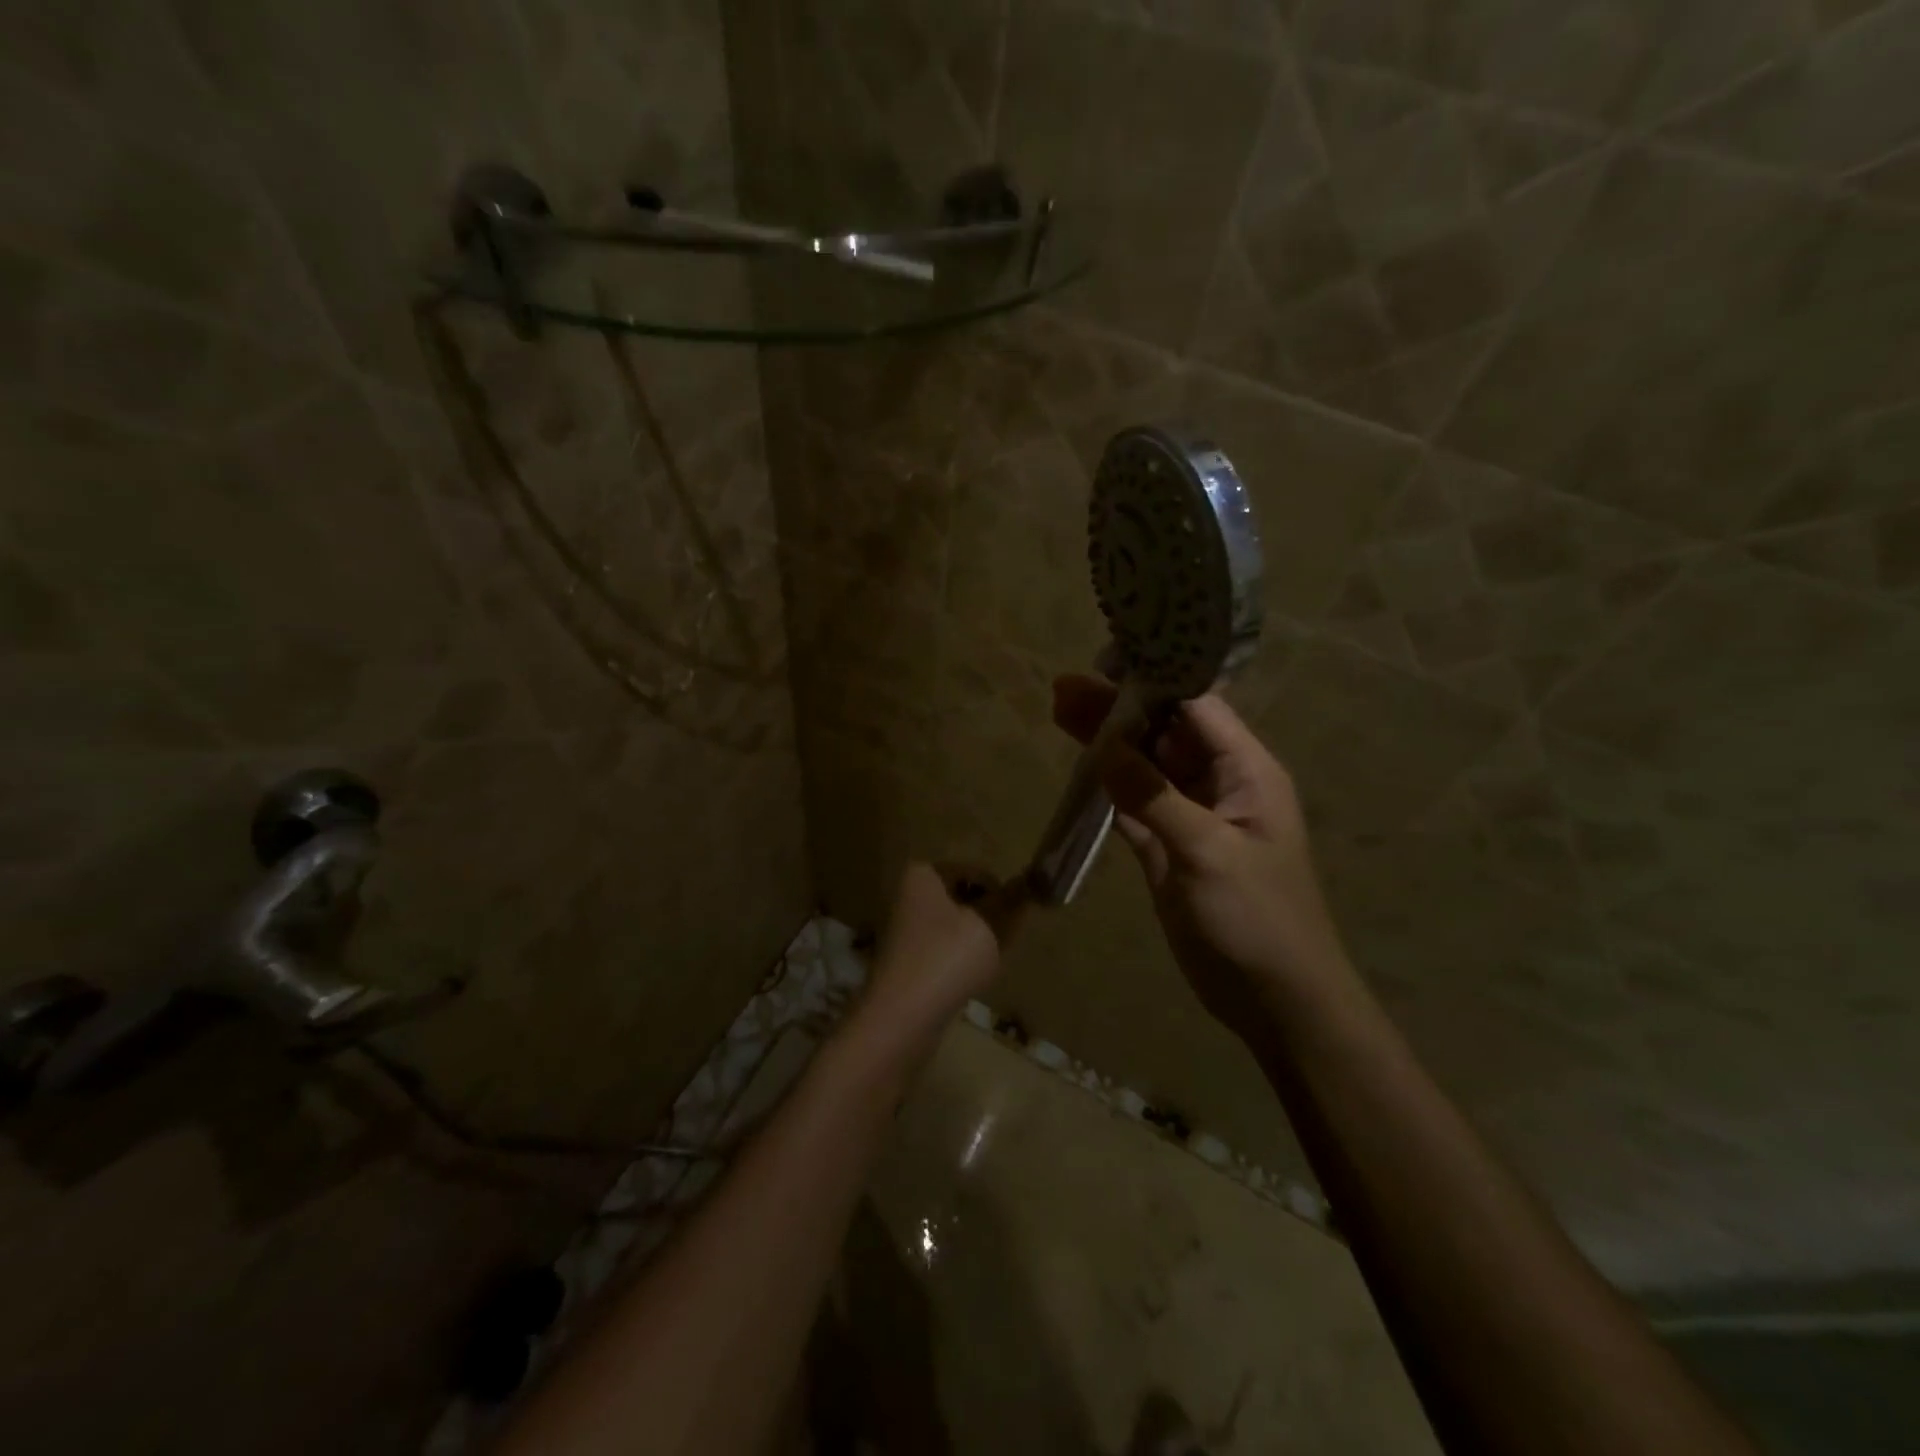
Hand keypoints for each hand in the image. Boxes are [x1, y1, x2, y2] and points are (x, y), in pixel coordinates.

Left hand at [855, 863, 1026, 1051]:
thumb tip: (1028, 884)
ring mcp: (904, 930)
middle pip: (963, 898)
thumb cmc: (947, 958)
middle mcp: (908, 896)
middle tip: (1008, 938)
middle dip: (989, 916)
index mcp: (923, 875)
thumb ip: (1010, 903)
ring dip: (977, 939)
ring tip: (991, 959)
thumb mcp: (989, 926)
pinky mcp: (907, 961)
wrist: (901, 1018)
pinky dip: (961, 959)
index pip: (974, 872)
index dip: (1001, 891)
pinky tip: (973, 977)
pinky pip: (943, 950)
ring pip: (955, 926)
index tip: (1019, 915)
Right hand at [1051, 675, 1355, 1035]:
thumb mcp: (1210, 852)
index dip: (1154, 682)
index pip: (1197, 709)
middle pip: (1162, 732)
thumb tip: (1106, 747)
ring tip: (1060, 711)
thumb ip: (1155, 797)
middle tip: (1063, 689)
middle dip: (1117, 709)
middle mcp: (1217, 783)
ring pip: (1142, 765)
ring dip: (1106, 742)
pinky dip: (1105, 784)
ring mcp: (1188, 815)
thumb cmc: (1258, 919)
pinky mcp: (1166, 846)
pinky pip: (1131, 803)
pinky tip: (1077, 763)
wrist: (1273, 999)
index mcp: (1246, 771)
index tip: (1105, 664)